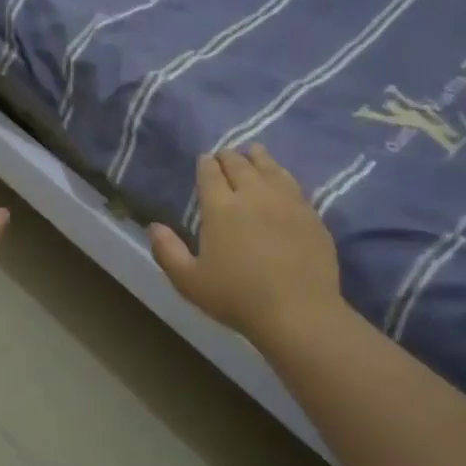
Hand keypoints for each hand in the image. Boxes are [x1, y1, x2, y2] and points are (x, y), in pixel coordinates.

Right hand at [150, 146, 345, 347]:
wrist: (299, 313)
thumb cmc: (237, 298)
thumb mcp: (190, 281)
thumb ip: (167, 251)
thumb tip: (154, 226)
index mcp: (220, 208)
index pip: (210, 174)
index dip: (205, 164)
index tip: (204, 160)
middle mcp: (253, 195)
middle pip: (239, 165)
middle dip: (228, 157)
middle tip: (224, 155)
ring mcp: (286, 202)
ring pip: (269, 168)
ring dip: (257, 158)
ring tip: (253, 152)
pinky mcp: (310, 214)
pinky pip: (293, 183)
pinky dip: (281, 174)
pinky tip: (281, 177)